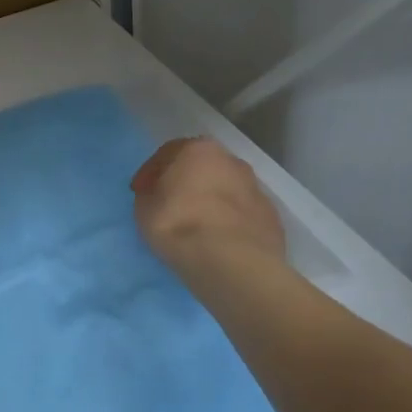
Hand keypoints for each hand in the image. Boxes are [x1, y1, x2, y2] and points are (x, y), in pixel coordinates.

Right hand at [130, 138, 284, 274]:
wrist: (232, 262)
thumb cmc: (180, 225)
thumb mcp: (144, 209)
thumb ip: (149, 195)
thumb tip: (157, 195)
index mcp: (199, 150)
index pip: (167, 153)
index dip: (150, 173)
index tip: (140, 193)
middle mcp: (231, 161)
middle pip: (202, 168)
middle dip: (185, 183)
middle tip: (169, 205)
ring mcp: (256, 189)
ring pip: (226, 190)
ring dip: (211, 202)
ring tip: (196, 226)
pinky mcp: (271, 217)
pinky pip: (242, 214)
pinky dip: (229, 222)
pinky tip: (219, 241)